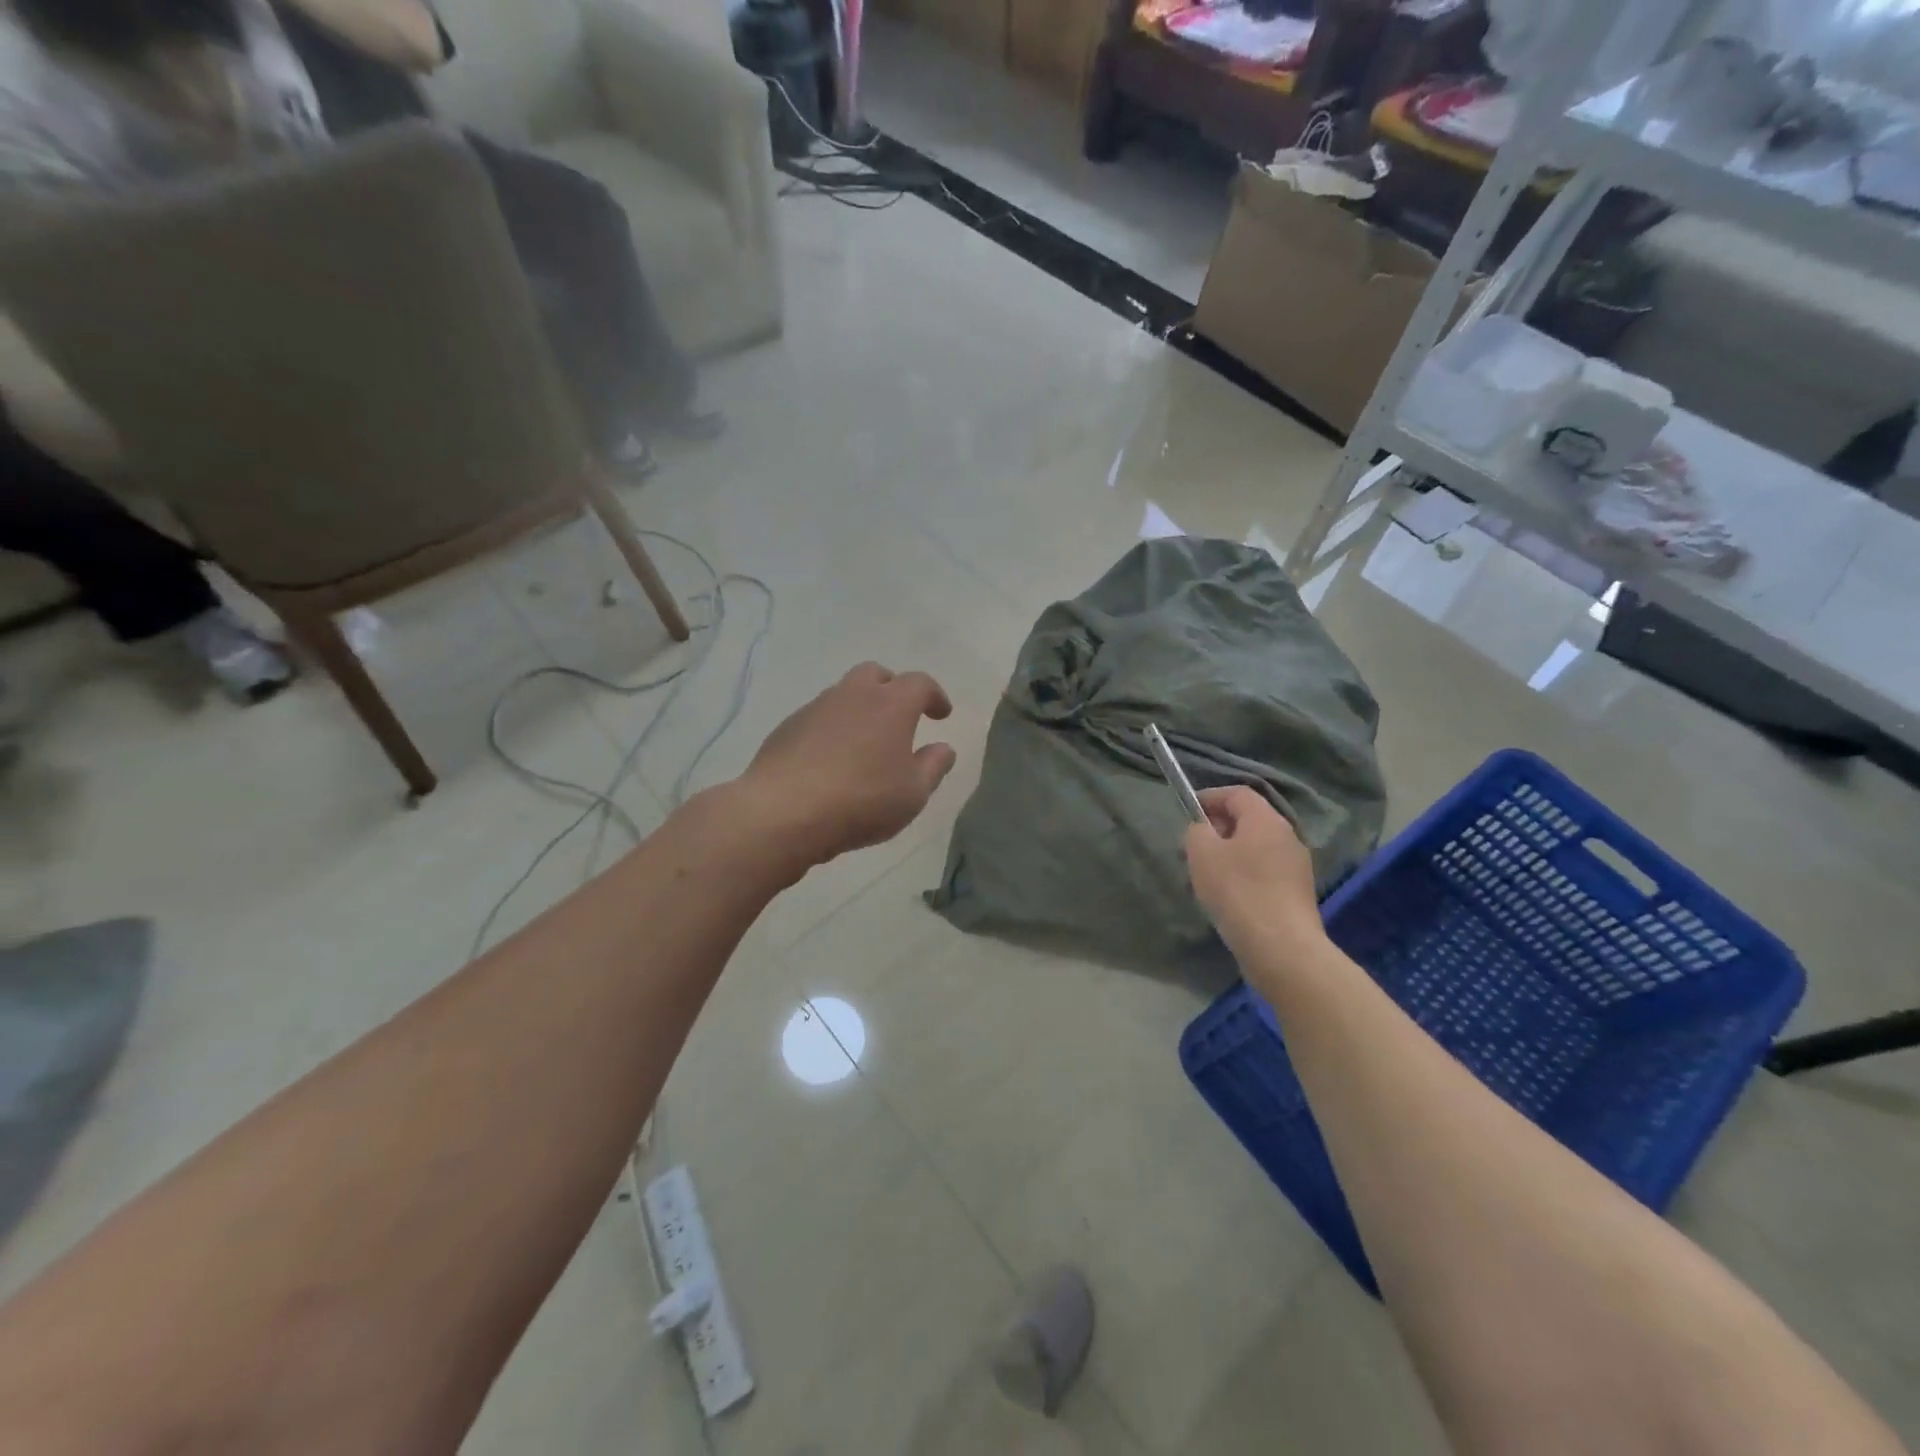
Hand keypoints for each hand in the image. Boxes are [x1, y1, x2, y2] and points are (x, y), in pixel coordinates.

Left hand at [740, 663, 957, 870]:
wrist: (784, 811)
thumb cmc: (862, 801)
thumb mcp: (913, 794)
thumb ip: (933, 767)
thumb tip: (944, 748)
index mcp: (891, 705)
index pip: (920, 683)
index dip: (934, 695)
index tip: (941, 714)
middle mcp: (853, 695)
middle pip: (876, 674)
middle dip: (893, 688)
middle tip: (900, 716)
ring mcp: (815, 708)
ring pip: (844, 693)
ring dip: (859, 707)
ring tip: (865, 741)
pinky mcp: (787, 727)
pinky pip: (818, 717)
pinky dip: (832, 728)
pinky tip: (831, 759)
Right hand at [1185, 787, 1326, 964]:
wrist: (1282, 948)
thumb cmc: (1238, 892)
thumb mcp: (1202, 854)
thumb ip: (1197, 831)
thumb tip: (1203, 830)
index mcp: (1266, 820)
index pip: (1238, 793)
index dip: (1210, 797)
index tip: (1188, 813)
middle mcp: (1287, 836)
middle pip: (1248, 820)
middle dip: (1217, 829)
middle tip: (1192, 849)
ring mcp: (1296, 866)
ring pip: (1254, 849)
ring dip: (1228, 855)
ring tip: (1205, 878)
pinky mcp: (1296, 893)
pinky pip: (1264, 872)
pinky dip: (1243, 876)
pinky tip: (1227, 899)